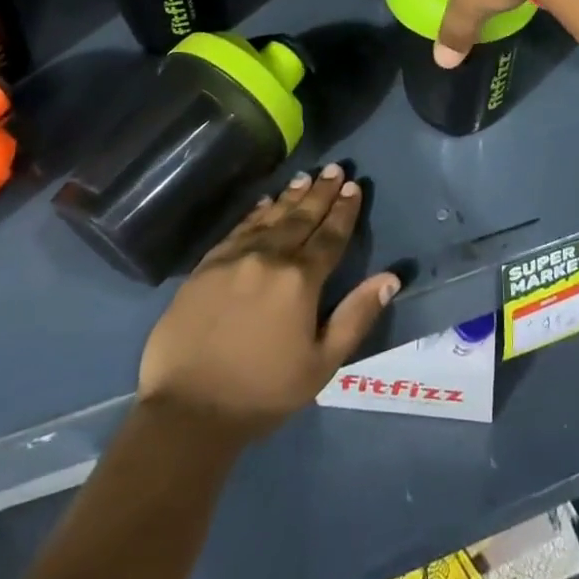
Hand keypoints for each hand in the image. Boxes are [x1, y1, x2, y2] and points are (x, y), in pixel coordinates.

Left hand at [137, 164, 400, 440]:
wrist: (187, 409)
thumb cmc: (262, 392)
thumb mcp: (321, 364)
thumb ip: (356, 316)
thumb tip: (390, 278)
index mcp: (300, 280)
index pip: (329, 236)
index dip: (344, 211)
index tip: (354, 187)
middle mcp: (269, 257)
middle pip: (301, 218)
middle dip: (321, 193)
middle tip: (335, 169)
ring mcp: (235, 257)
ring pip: (270, 218)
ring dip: (291, 196)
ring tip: (306, 178)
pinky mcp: (207, 265)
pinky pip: (239, 228)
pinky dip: (256, 213)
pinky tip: (264, 203)